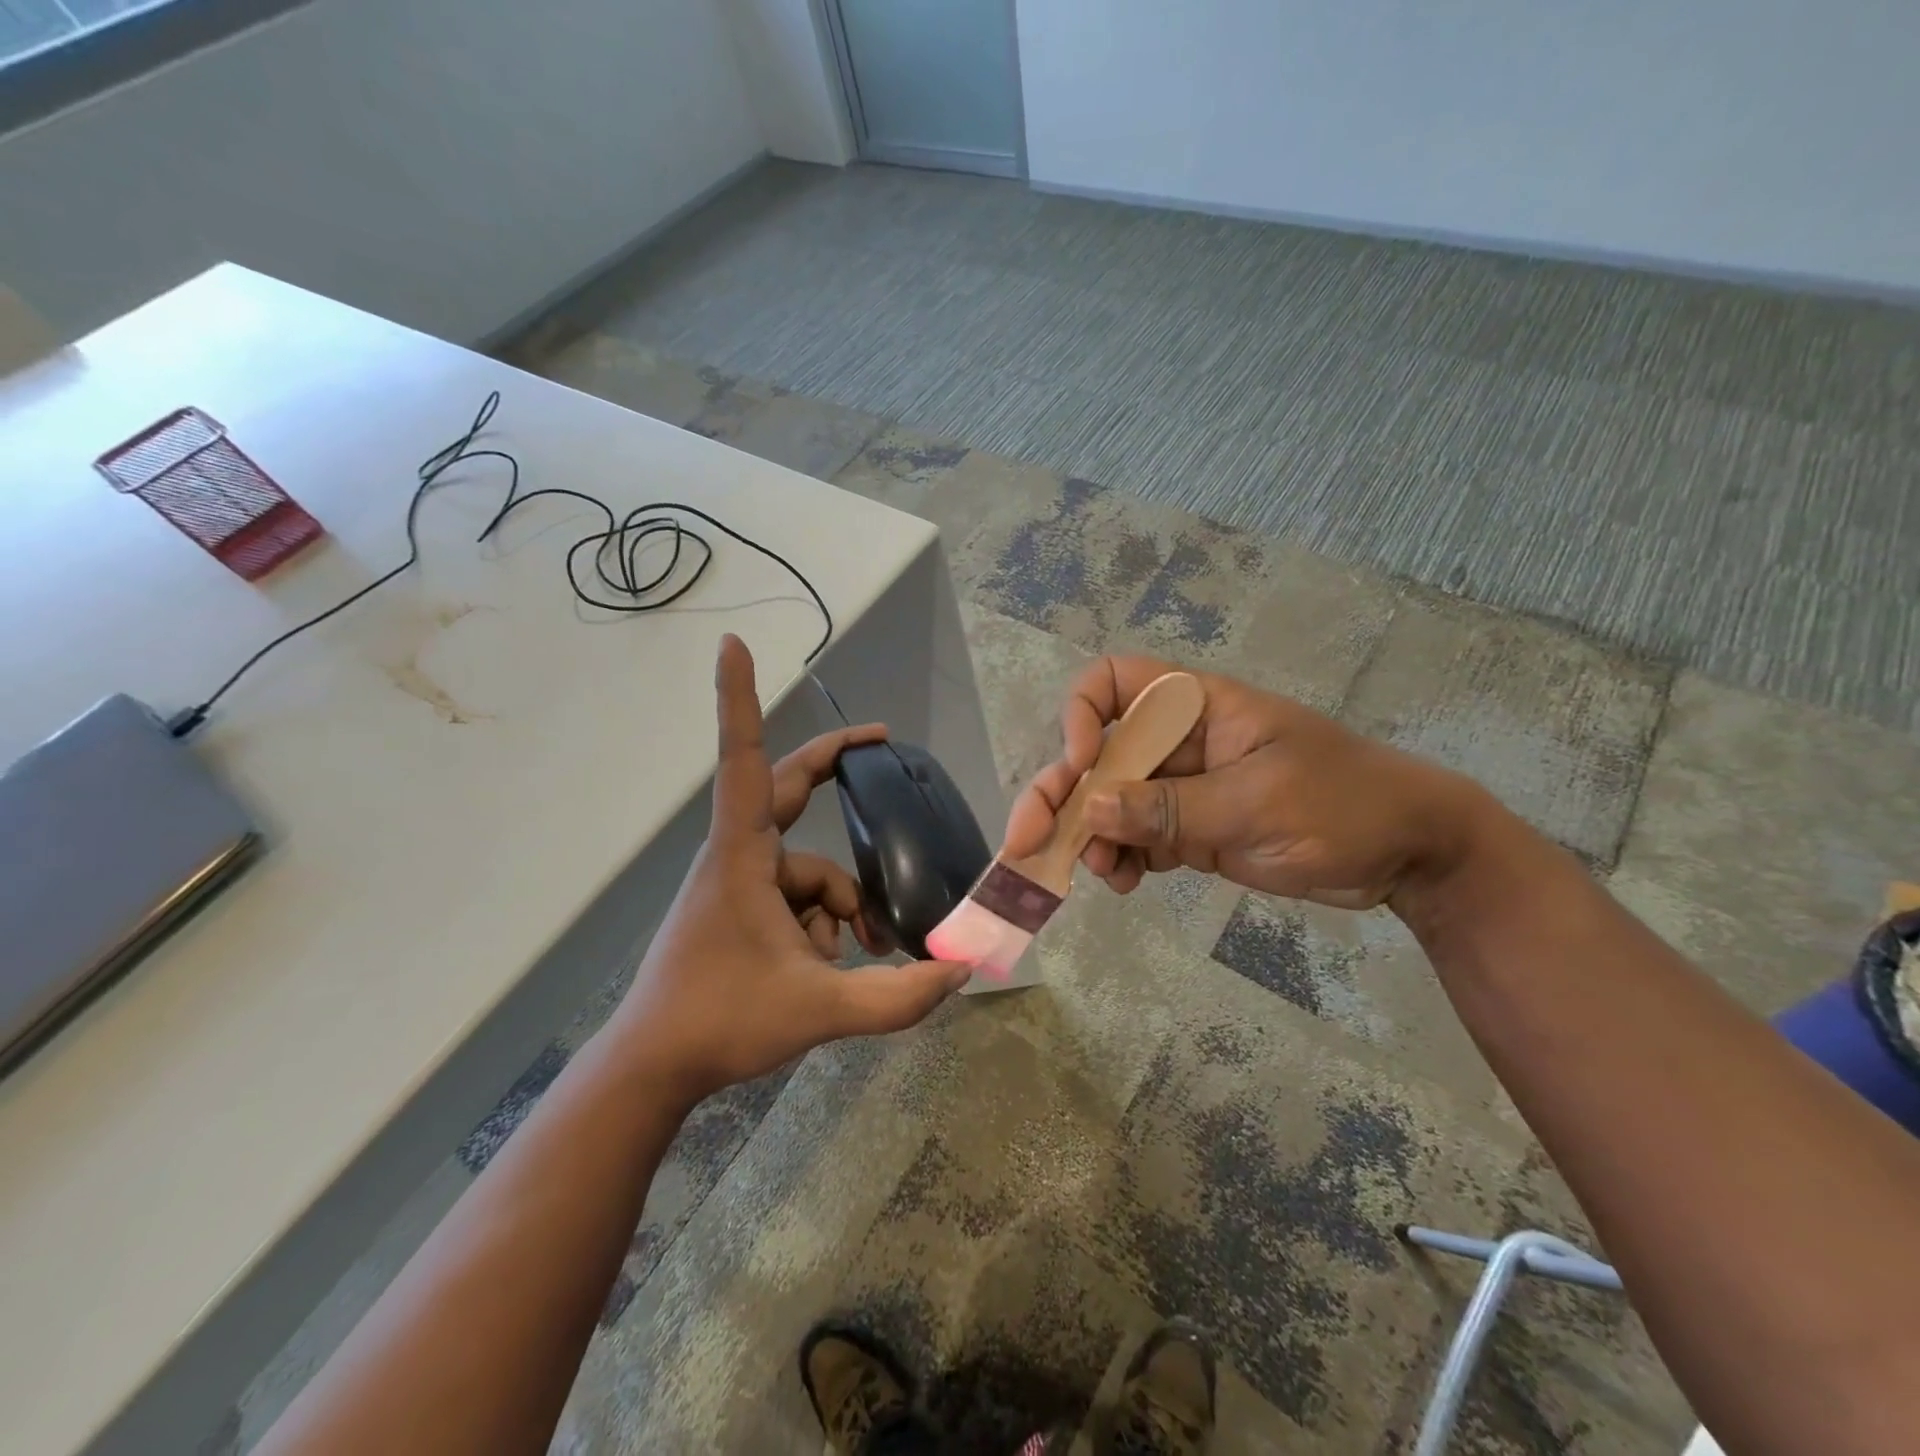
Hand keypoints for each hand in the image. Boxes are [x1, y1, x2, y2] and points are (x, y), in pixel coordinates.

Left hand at [615, 636, 969, 1104]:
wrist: (652, 1068)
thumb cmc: (720, 1022)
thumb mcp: (819, 1010)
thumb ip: (896, 996)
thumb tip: (961, 972)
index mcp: (743, 855)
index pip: (744, 760)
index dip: (739, 699)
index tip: (732, 644)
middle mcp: (738, 855)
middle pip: (788, 788)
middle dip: (835, 764)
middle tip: (881, 742)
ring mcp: (737, 882)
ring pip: (809, 870)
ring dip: (839, 906)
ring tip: (853, 958)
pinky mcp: (739, 908)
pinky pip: (795, 898)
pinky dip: (820, 925)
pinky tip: (825, 968)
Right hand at [1003, 656, 1486, 910]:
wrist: (1408, 855)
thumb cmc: (1345, 805)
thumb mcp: (1257, 803)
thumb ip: (1173, 808)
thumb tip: (1093, 806)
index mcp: (1195, 708)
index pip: (1115, 682)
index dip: (1082, 713)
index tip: (1082, 761)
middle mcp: (1177, 742)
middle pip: (1096, 753)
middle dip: (1060, 794)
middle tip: (1028, 841)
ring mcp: (1181, 789)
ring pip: (1108, 803)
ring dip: (1088, 835)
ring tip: (1098, 874)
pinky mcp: (1189, 831)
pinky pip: (1134, 838)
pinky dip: (1119, 859)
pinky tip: (1125, 883)